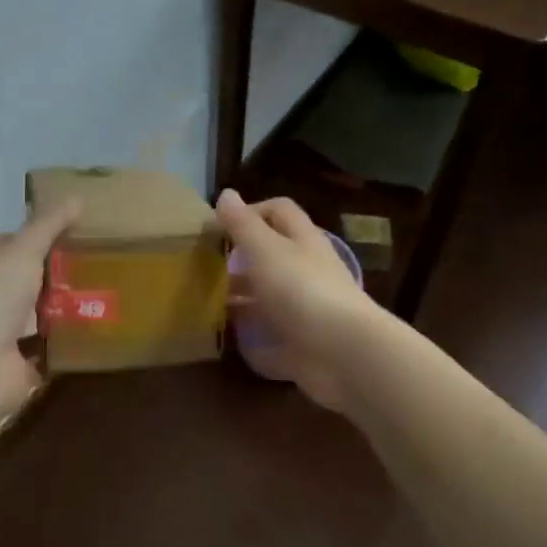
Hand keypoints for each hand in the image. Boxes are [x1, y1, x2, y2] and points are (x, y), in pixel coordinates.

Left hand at [0, 199, 80, 435]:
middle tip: (97, 266)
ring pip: (37, 312)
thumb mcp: (22, 250)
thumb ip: (49, 224)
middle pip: (25, 278)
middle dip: (56, 275)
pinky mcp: (15, 361)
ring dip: (64, 308)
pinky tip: (95, 329)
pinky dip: (66, 341)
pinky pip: (47, 345)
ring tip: (104, 295)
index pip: (7, 242)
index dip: (36, 237)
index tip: (74, 236)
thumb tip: (77, 196)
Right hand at [216, 189, 374, 409]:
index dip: (251, 210)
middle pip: (273, 255)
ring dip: (242, 297)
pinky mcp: (302, 343)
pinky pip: (272, 335)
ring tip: (206, 303)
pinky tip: (226, 338)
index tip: (218, 225)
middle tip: (205, 266)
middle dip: (240, 258)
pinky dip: (251, 336)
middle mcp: (307, 270)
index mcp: (302, 240)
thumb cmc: (301, 289)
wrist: (342, 352)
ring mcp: (306, 309)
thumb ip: (243, 224)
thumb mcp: (265, 249)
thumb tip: (226, 193)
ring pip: (269, 295)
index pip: (278, 211)